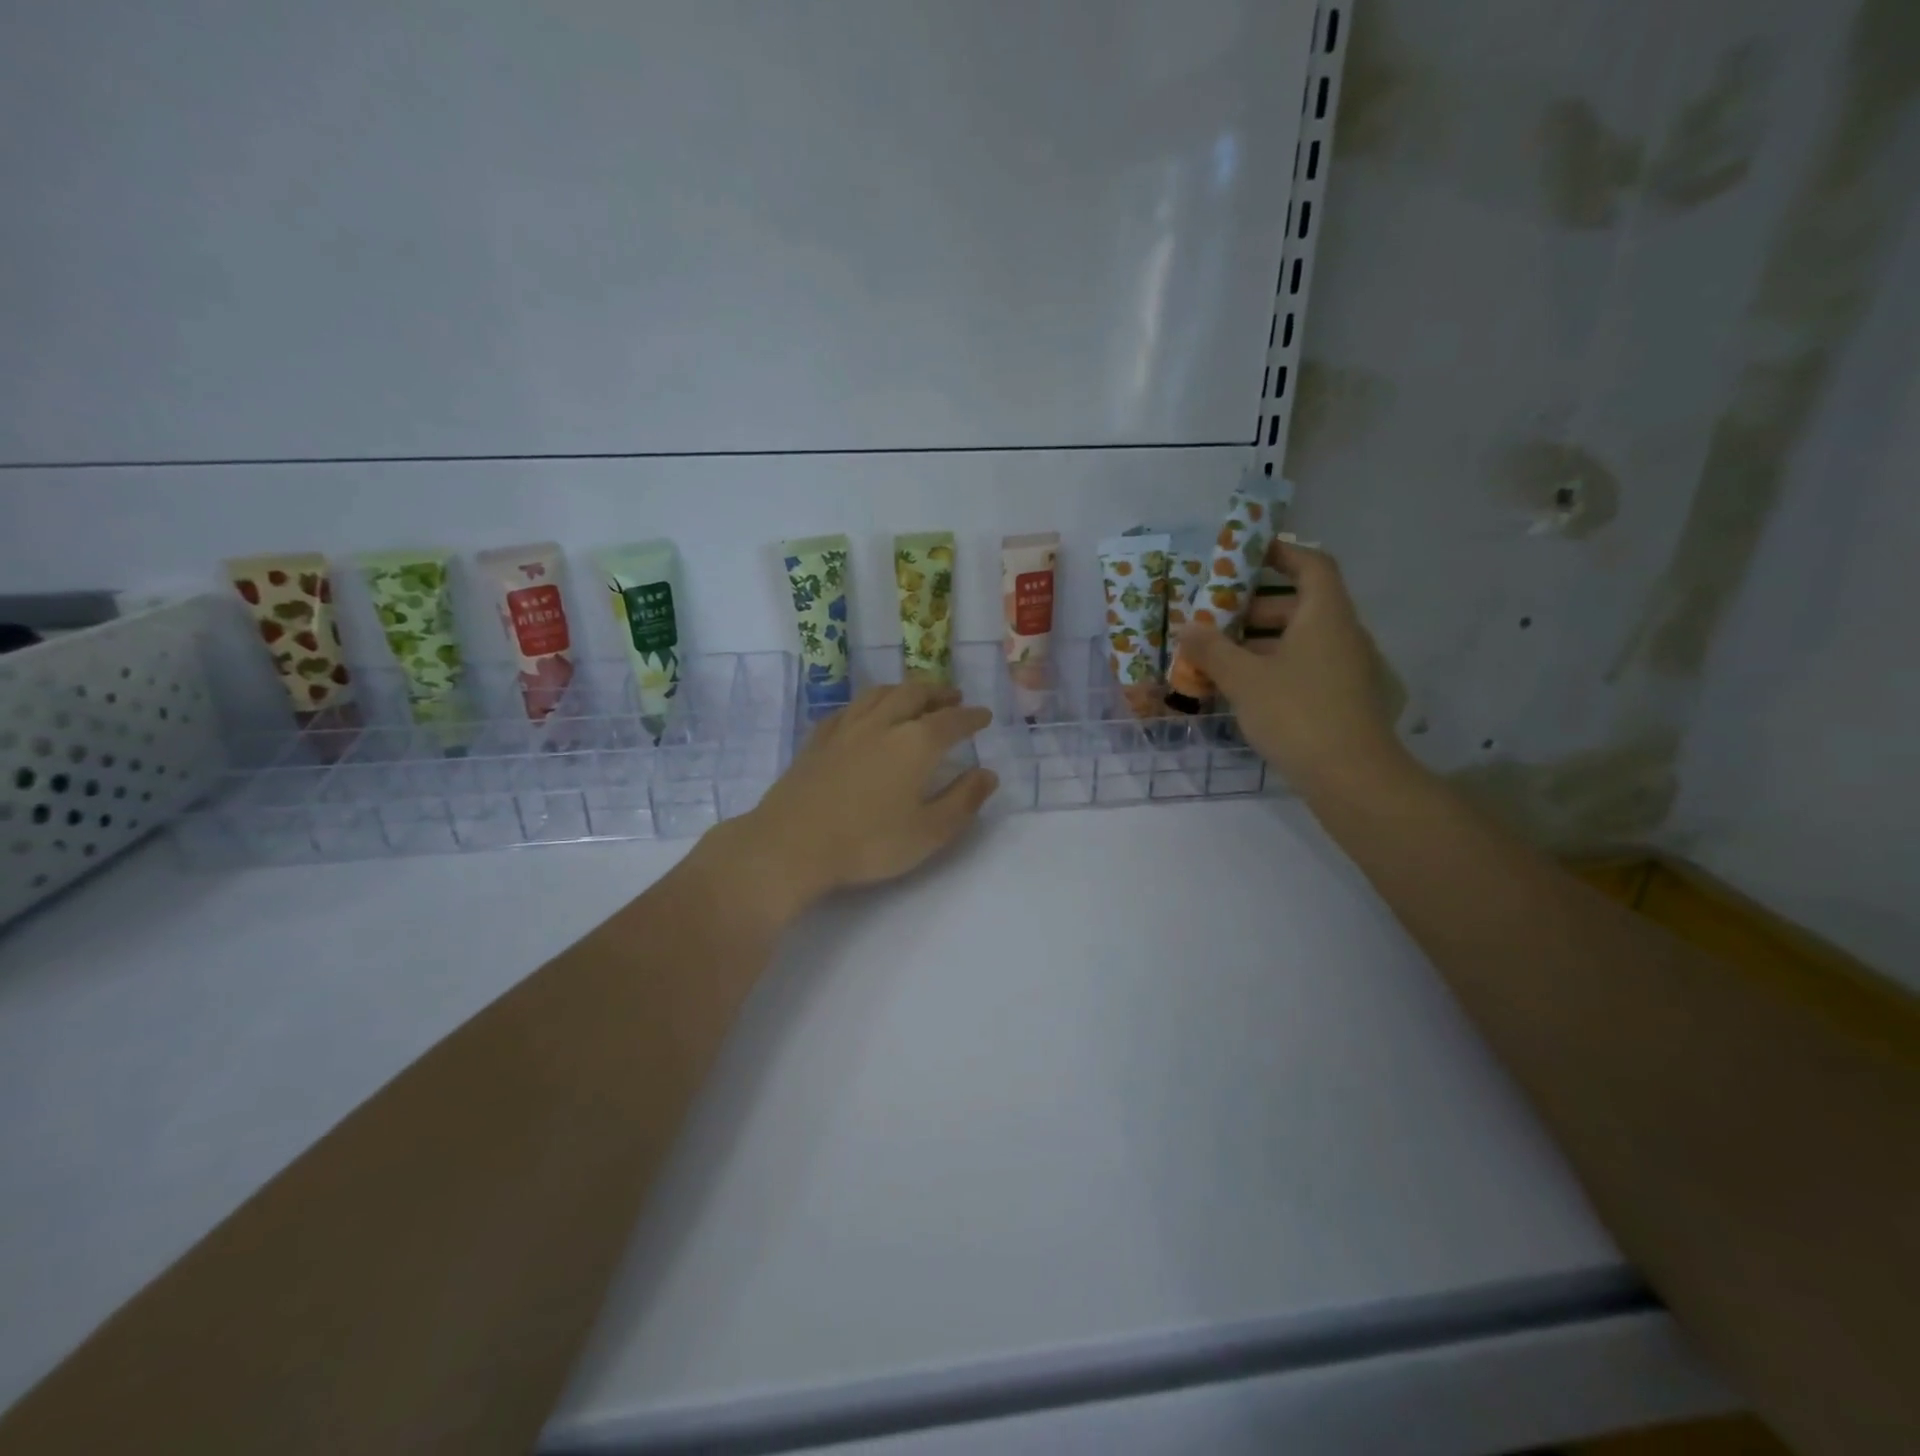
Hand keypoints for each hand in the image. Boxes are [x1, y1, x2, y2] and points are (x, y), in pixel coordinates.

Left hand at [709, 682, 997, 925]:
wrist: (793, 844)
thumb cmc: (869, 842)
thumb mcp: (929, 832)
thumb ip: (963, 800)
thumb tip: (988, 774)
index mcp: (915, 743)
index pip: (952, 721)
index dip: (971, 717)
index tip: (984, 715)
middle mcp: (882, 724)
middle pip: (914, 694)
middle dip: (938, 693)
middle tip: (953, 697)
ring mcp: (846, 728)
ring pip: (879, 694)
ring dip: (903, 690)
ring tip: (914, 696)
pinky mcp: (818, 740)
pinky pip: (848, 709)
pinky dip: (867, 704)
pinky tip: (865, 714)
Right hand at [1180, 540, 1404, 789]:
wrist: (1351, 777)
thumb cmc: (1296, 713)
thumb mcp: (1243, 679)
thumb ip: (1212, 649)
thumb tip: (1187, 628)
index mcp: (1325, 615)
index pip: (1311, 564)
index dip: (1281, 552)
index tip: (1246, 554)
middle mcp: (1341, 634)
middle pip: (1300, 604)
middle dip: (1255, 606)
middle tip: (1215, 615)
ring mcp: (1344, 668)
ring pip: (1299, 639)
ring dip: (1259, 641)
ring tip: (1218, 654)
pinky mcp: (1341, 698)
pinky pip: (1303, 667)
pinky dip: (1273, 667)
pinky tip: (1241, 688)